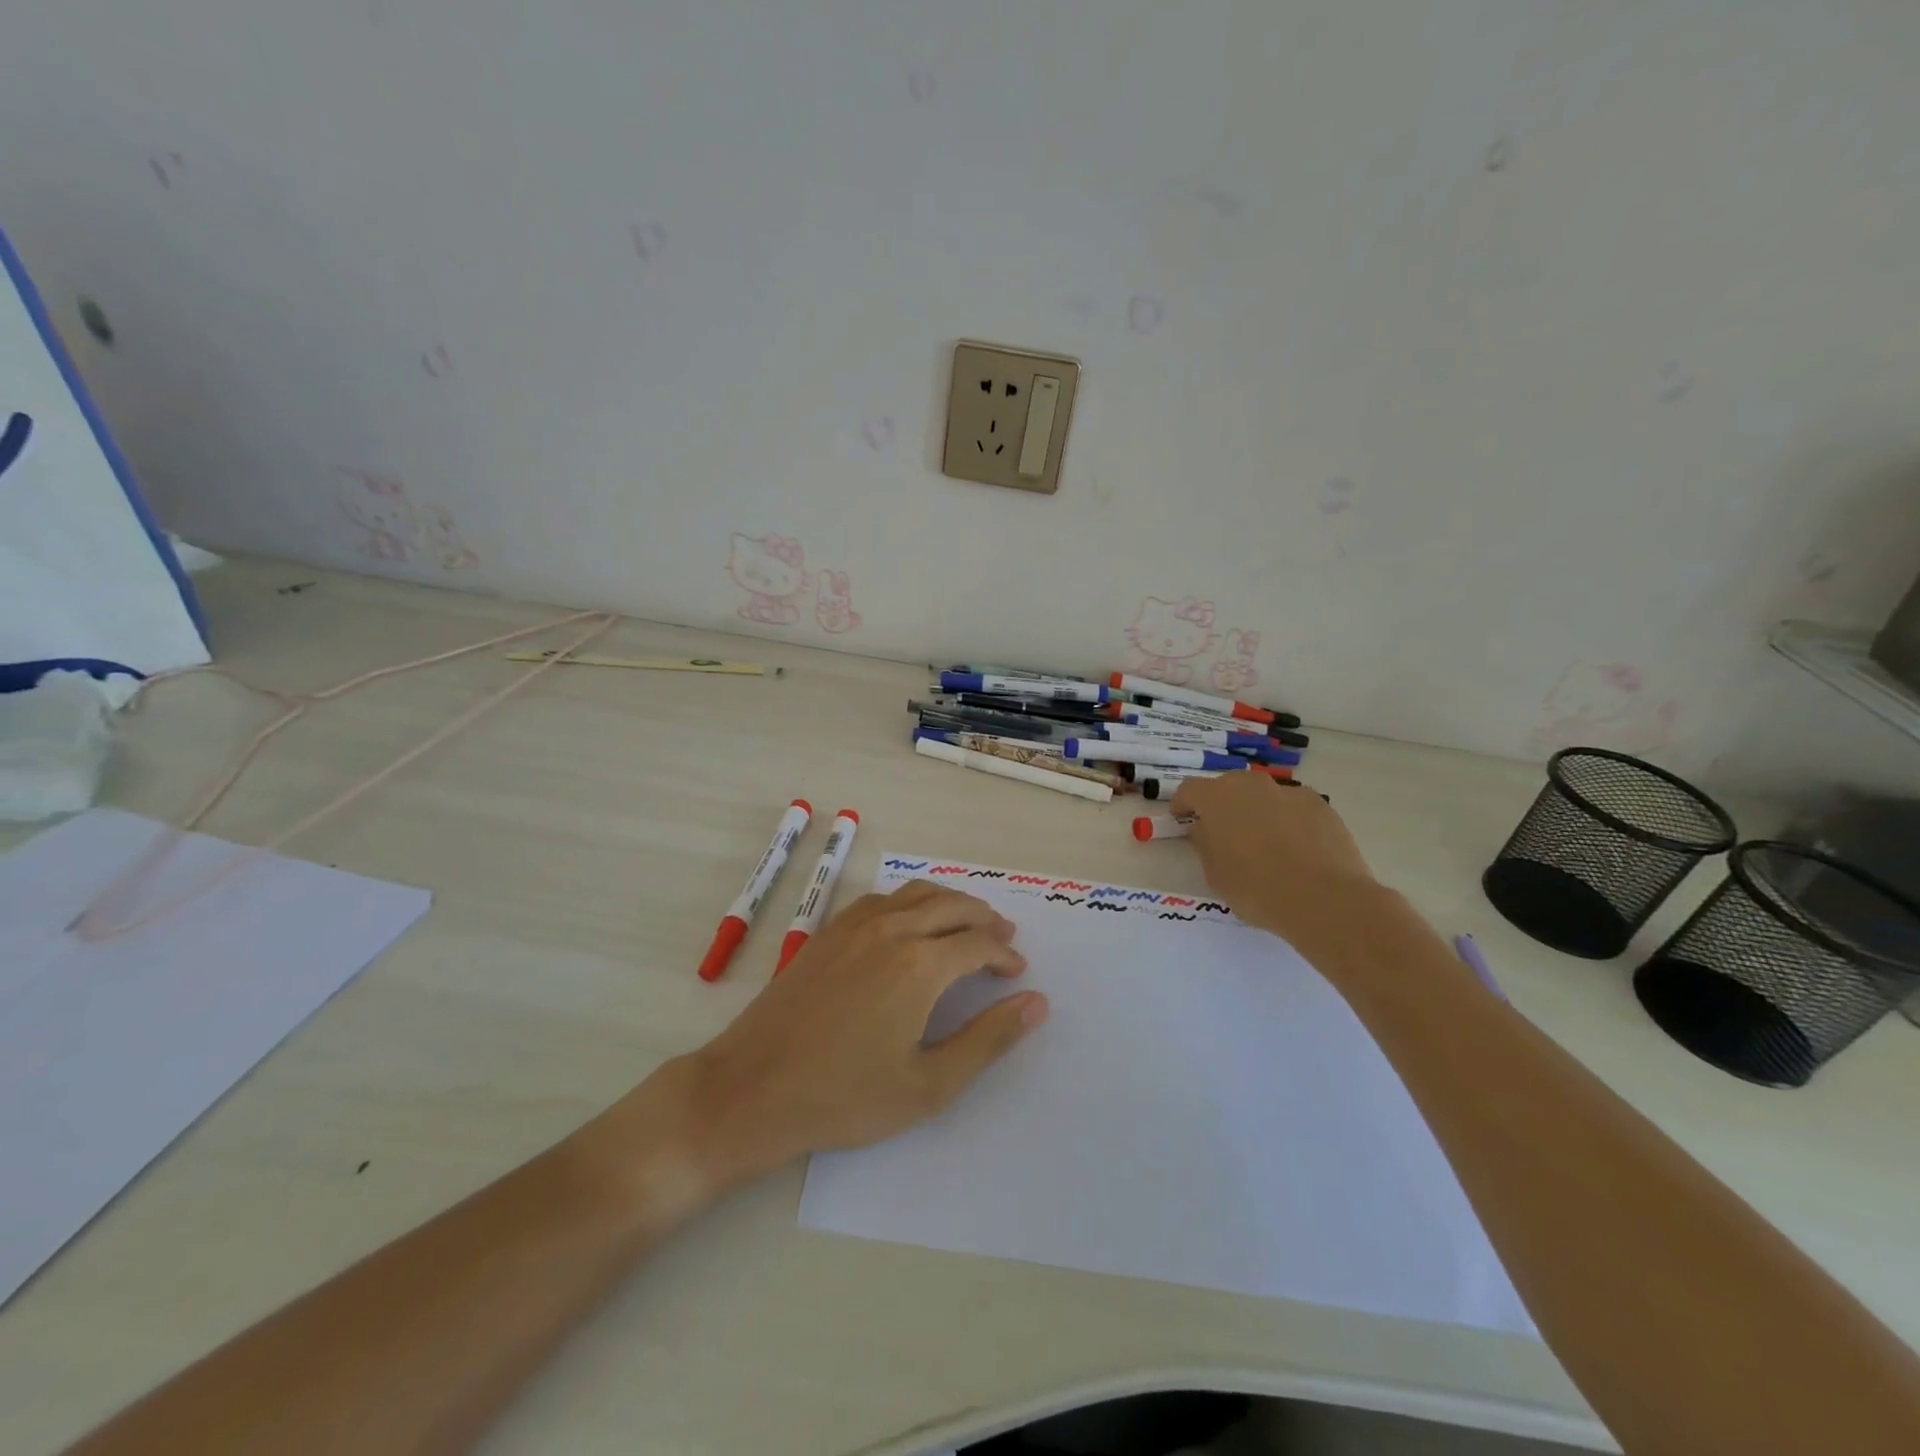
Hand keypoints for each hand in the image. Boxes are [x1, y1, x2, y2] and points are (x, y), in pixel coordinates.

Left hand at [677, 881, 1048, 1187]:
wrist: (752, 1089)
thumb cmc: (845, 1096)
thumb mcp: (928, 1085)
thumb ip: (988, 1040)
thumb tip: (1037, 1003)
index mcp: (920, 964)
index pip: (978, 943)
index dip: (1004, 954)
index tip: (1017, 972)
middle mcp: (891, 929)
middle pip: (952, 905)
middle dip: (985, 919)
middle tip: (1004, 938)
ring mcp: (854, 925)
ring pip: (917, 893)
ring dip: (951, 903)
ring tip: (968, 924)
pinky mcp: (828, 932)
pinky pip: (883, 899)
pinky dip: (912, 901)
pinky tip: (912, 924)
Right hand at [1169, 773, 1377, 937]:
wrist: (1324, 899)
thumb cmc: (1256, 888)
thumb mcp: (1214, 873)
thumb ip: (1205, 843)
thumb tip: (1207, 830)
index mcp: (1217, 798)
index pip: (1190, 790)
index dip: (1183, 805)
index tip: (1183, 820)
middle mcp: (1252, 785)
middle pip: (1229, 786)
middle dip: (1223, 805)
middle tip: (1225, 833)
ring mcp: (1290, 792)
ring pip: (1264, 796)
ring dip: (1258, 812)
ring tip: (1266, 845)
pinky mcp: (1321, 805)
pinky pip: (1294, 808)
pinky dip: (1289, 821)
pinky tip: (1297, 850)